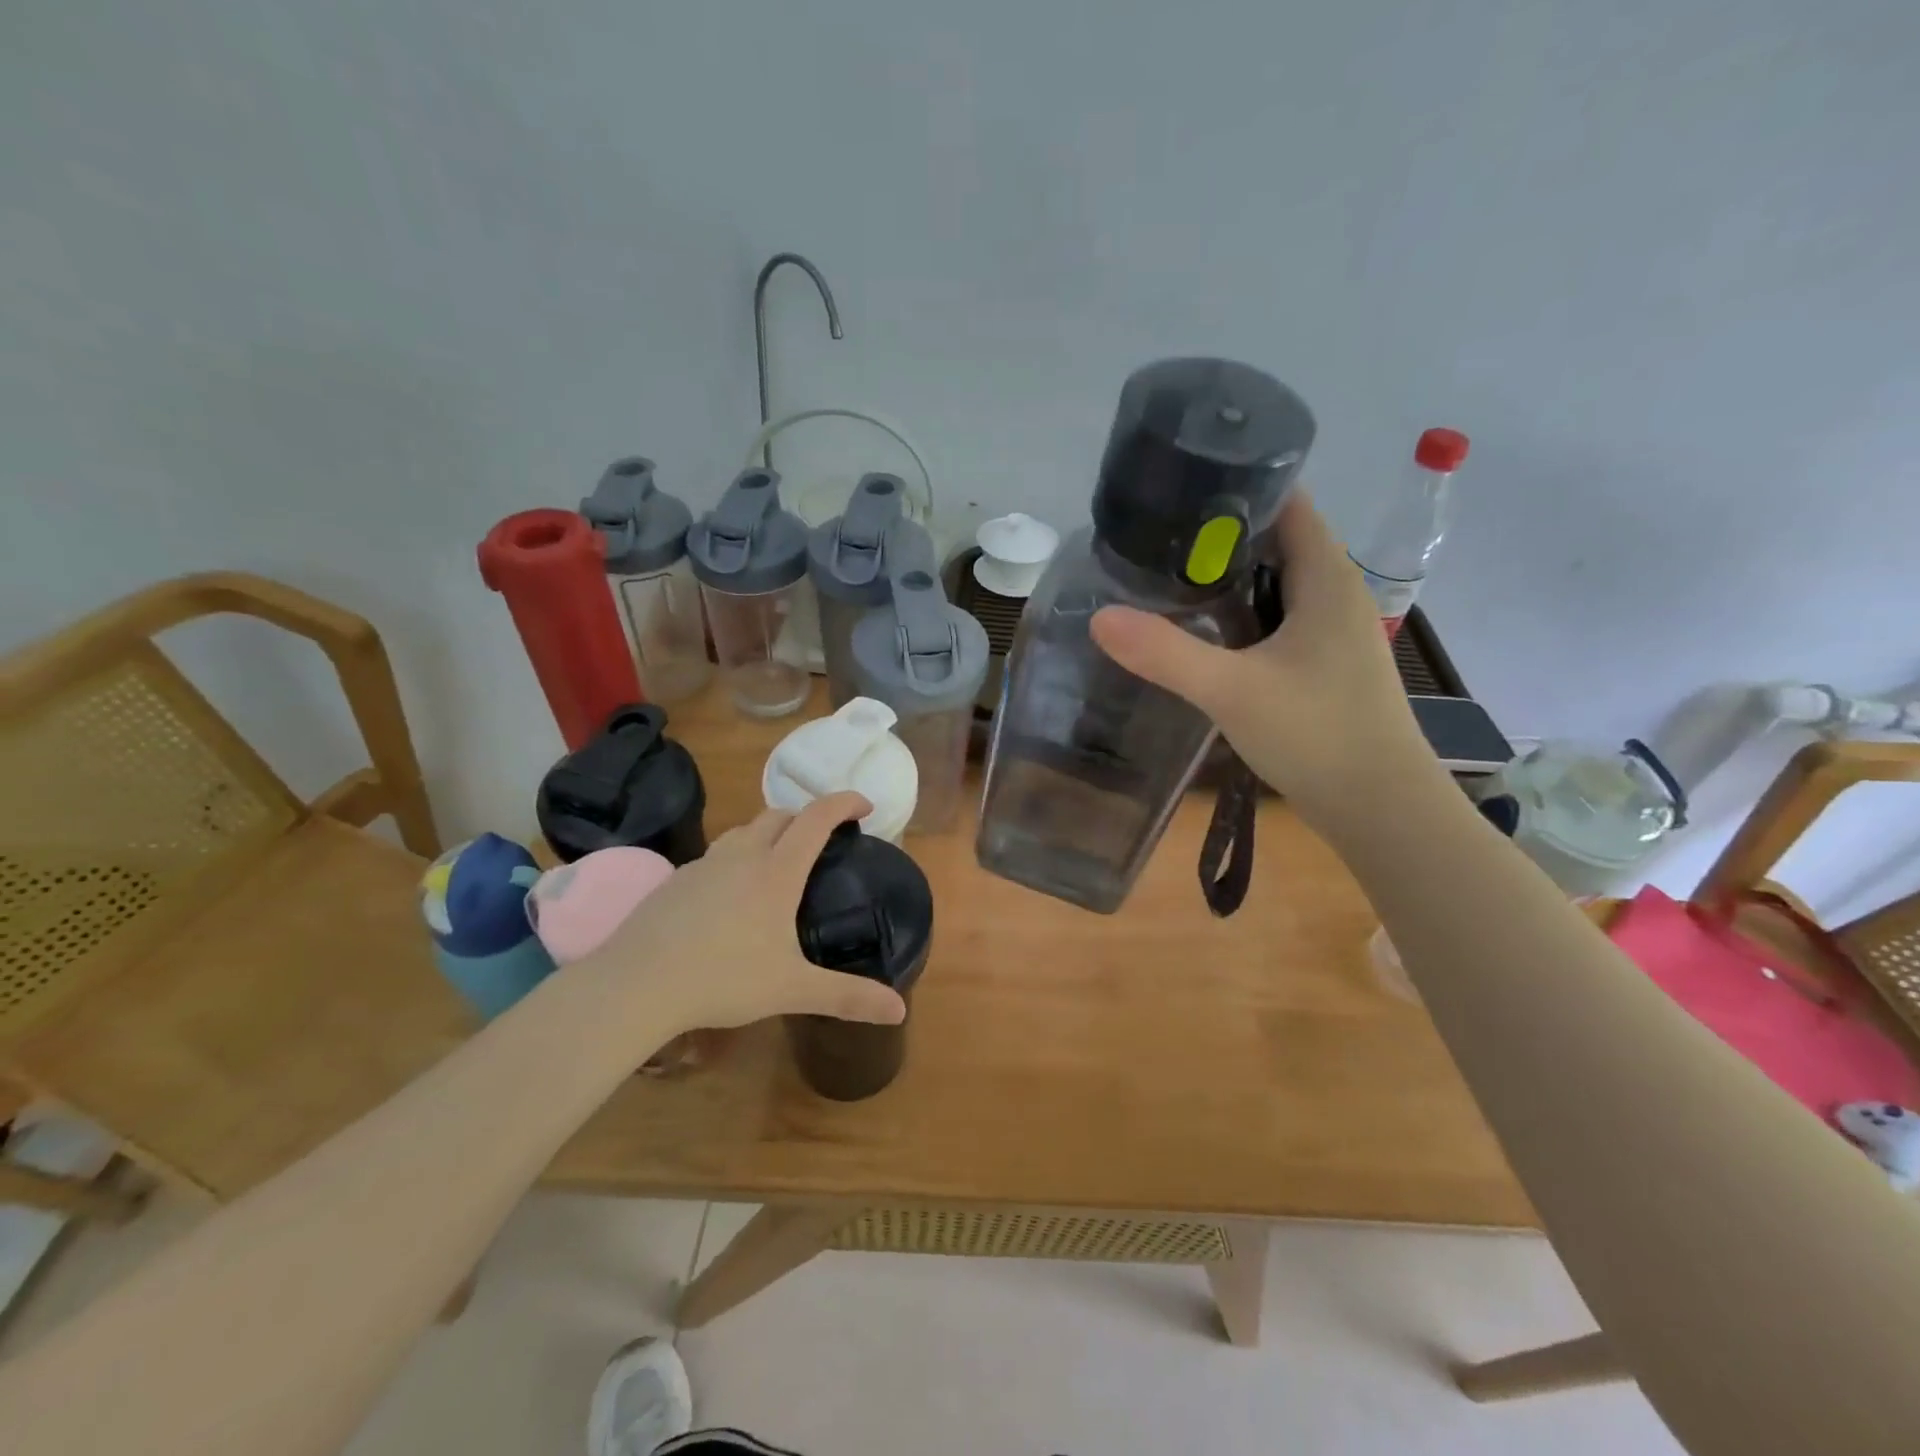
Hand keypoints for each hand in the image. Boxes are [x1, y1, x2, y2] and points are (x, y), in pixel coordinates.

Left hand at [576, 792, 908, 1035]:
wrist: (637, 982)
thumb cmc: (723, 978)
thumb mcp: (793, 989)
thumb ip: (848, 997)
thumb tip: (899, 1010)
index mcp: (777, 871)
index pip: (817, 817)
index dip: (844, 802)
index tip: (865, 805)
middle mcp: (742, 855)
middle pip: (779, 815)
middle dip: (806, 817)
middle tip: (822, 840)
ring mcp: (705, 864)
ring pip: (743, 831)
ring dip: (768, 833)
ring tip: (778, 863)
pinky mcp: (676, 880)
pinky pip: (715, 855)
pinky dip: (736, 859)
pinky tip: (730, 897)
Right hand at [1090, 491, 1444, 833]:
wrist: (1379, 808)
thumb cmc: (1318, 736)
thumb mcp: (1232, 691)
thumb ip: (1165, 653)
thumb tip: (1099, 618)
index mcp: (1325, 578)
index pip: (1286, 502)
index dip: (1235, 488)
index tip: (1176, 492)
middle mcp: (1334, 593)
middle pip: (1276, 540)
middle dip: (1218, 535)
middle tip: (1154, 539)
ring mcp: (1331, 631)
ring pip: (1274, 582)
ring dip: (1227, 578)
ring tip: (1165, 579)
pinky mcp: (1323, 664)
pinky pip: (1276, 618)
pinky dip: (1239, 614)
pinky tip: (1202, 632)